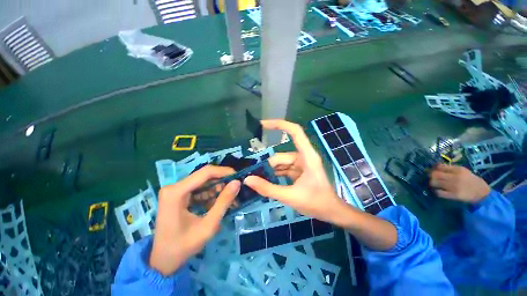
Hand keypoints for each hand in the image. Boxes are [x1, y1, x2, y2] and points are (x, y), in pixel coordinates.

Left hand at [150, 165, 239, 275]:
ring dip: (217, 189)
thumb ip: (224, 202)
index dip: (224, 172)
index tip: (238, 176)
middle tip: (236, 189)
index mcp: (176, 192)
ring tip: (230, 198)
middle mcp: (174, 187)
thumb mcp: (208, 225)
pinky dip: (210, 195)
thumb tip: (237, 183)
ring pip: (203, 182)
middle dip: (222, 181)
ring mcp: (175, 191)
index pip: (205, 172)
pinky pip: (198, 189)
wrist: (162, 262)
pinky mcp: (177, 195)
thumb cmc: (183, 246)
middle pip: (204, 176)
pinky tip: (218, 202)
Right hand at [243, 120, 346, 223]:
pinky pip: (283, 169)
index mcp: (307, 156)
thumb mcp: (290, 196)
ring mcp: (301, 164)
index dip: (279, 124)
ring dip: (270, 171)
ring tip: (258, 181)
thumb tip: (248, 179)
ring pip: (281, 163)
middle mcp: (303, 156)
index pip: (295, 131)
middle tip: (253, 177)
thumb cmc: (316, 203)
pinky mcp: (298, 171)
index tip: (262, 124)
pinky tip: (266, 182)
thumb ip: (268, 188)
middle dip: (268, 166)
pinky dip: (275, 174)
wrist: (331, 213)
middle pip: (281, 155)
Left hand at [430, 164, 490, 203]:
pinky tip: (439, 191)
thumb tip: (436, 166)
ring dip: (432, 183)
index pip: (440, 167)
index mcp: (458, 170)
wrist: (482, 193)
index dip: (434, 168)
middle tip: (433, 178)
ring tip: (435, 184)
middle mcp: (455, 177)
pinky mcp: (453, 195)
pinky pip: (439, 193)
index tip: (434, 170)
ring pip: (434, 183)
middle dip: (431, 176)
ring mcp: (454, 186)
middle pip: (434, 174)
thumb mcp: (464, 171)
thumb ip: (451, 168)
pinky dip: (437, 191)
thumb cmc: (472, 180)